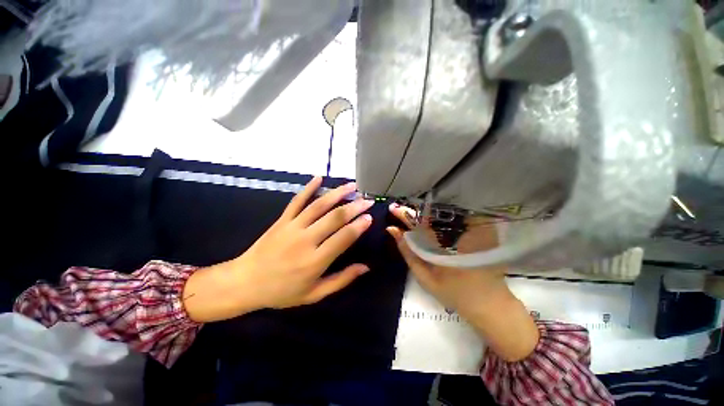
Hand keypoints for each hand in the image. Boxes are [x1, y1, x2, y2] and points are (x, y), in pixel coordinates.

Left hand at [183, 177, 373, 321]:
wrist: (244, 283)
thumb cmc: (282, 292)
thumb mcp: (314, 294)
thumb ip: (341, 280)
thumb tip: (365, 268)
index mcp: (315, 261)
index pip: (342, 238)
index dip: (358, 226)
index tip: (369, 217)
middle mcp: (305, 240)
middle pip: (334, 218)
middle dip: (353, 207)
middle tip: (367, 200)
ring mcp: (292, 227)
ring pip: (318, 205)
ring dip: (337, 193)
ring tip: (352, 185)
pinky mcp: (282, 220)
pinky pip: (297, 200)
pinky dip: (308, 188)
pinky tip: (319, 178)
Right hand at [387, 204, 538, 361]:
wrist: (489, 303)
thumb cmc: (454, 293)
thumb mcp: (425, 276)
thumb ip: (408, 252)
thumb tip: (393, 230)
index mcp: (442, 244)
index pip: (419, 222)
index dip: (405, 214)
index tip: (393, 208)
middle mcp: (457, 232)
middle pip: (431, 214)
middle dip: (414, 211)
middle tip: (400, 210)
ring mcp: (470, 230)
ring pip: (443, 214)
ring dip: (425, 213)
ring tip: (412, 215)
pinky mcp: (479, 231)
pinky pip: (455, 219)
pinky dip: (440, 218)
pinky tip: (431, 220)